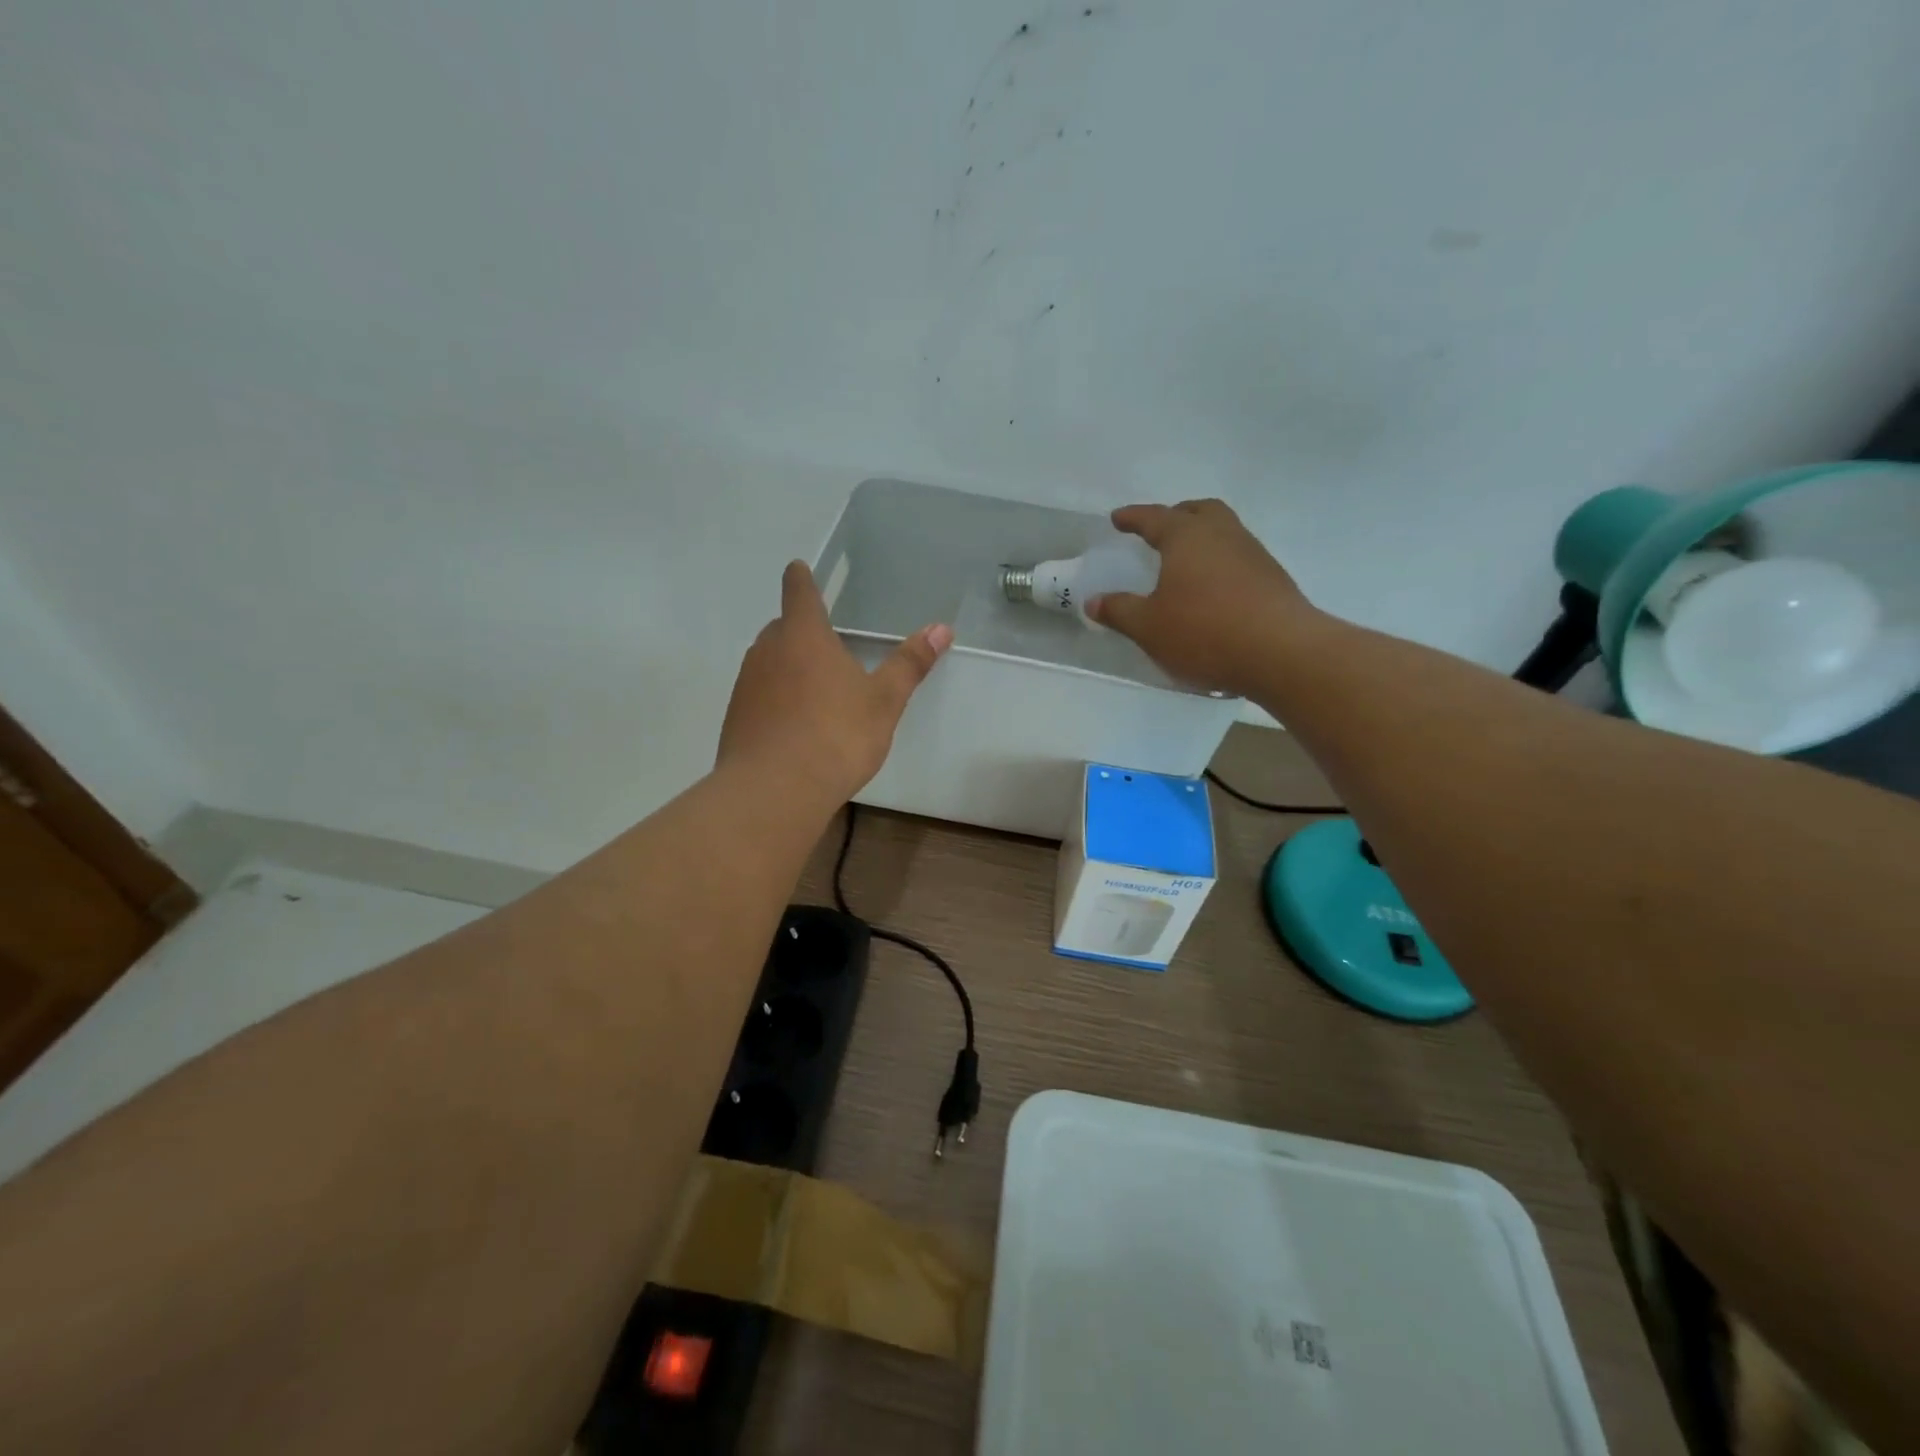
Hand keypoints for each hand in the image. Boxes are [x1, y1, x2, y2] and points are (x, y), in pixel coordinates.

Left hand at [719, 561, 952, 804]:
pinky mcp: (735, 717)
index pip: (799, 591)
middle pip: (782, 628)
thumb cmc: (836, 735)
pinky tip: (795, 727)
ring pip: (769, 662)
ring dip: (789, 668)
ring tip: (816, 693)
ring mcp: (746, 684)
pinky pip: (759, 695)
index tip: (801, 570)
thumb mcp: (884, 701)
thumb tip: (941, 628)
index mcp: (804, 635)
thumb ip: (909, 664)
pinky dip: (776, 700)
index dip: (802, 579)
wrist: (775, 790)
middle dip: (802, 631)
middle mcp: (768, 650)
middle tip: (828, 648)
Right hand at [1087, 499, 1319, 695]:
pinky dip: (1220, 562)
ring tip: (1186, 560)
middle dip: (1177, 515)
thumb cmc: (1204, 632)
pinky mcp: (1273, 578)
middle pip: (1199, 511)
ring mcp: (1253, 554)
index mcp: (1187, 537)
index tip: (1118, 519)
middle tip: (1160, 529)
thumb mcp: (1149, 627)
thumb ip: (1119, 611)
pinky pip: (1239, 557)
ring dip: (1203, 538)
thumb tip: (1093, 602)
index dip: (1133, 518)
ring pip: (1224, 531)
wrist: (1282, 652)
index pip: (1154, 518)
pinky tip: (1213, 588)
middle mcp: (1223, 535)